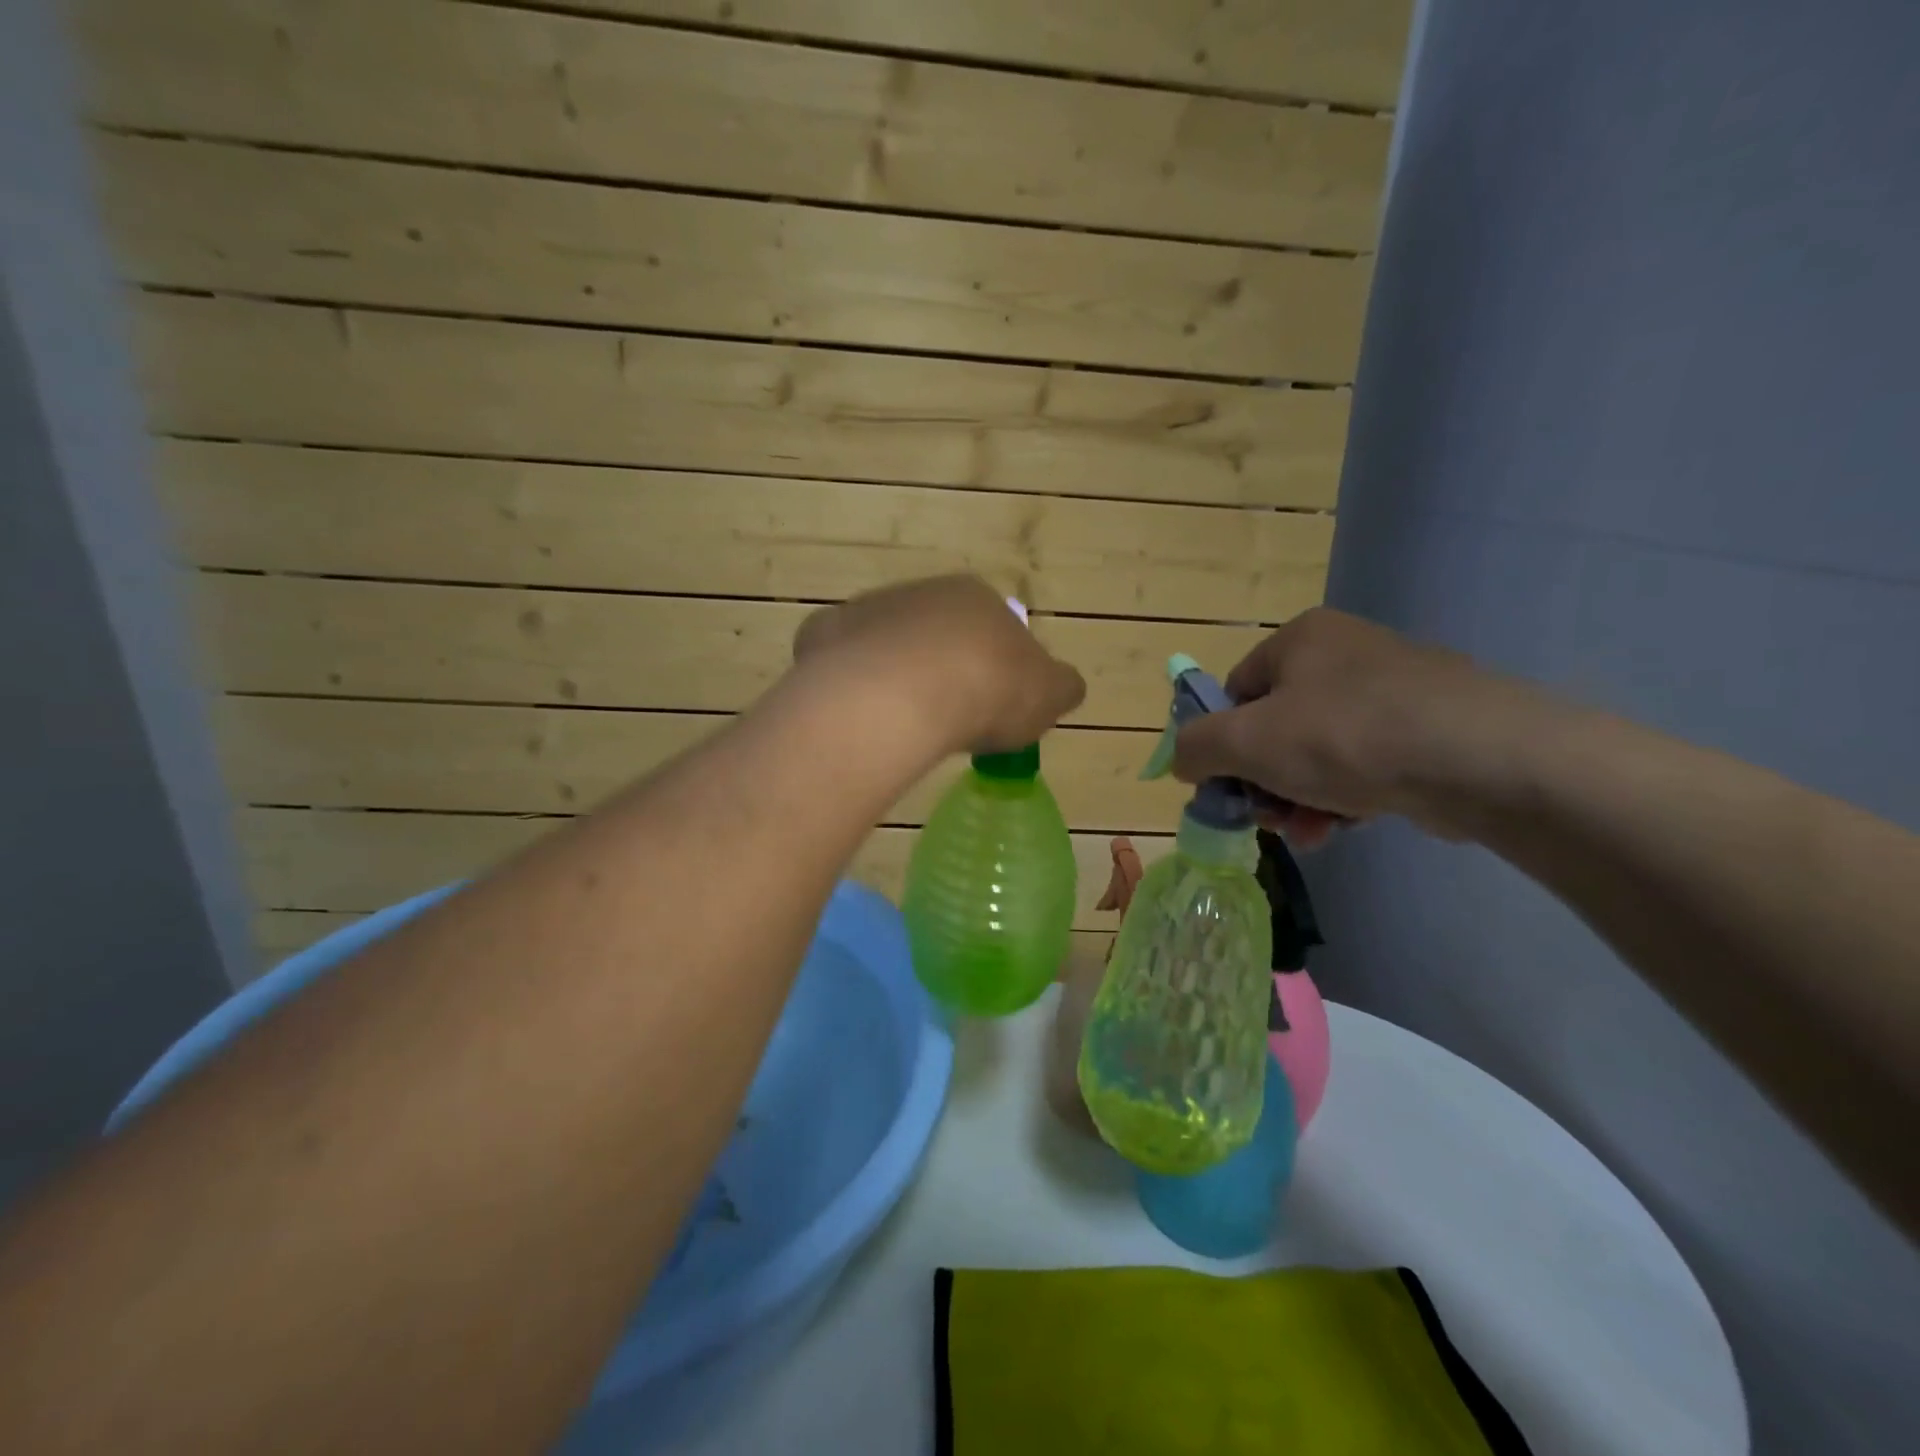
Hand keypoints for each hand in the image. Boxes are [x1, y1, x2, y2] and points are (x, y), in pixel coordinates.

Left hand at [794, 576, 1085, 755]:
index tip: (991, 707)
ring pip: (888, 645)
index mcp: (977, 597)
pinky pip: (843, 663)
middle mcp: (921, 592)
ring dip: (896, 675)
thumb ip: (1061, 687)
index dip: (995, 669)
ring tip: (902, 722)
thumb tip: (1067, 686)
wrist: (903, 693)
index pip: (993, 629)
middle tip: (947, 716)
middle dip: (943, 669)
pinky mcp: (826, 634)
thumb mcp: (1048, 696)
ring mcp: (869, 610)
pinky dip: (852, 684)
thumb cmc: (987, 689)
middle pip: (936, 634)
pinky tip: (860, 715)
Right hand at [1171, 608, 1537, 843]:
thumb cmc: (1345, 736)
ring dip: (1299, 797)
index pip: (1235, 692)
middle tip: (1268, 817)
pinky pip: (1363, 763)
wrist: (1481, 759)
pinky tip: (1342, 828)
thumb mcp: (1246, 742)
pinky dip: (1344, 797)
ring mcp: (1392, 689)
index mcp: (1300, 639)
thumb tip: (1183, 759)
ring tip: (1308, 834)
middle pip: (1276, 726)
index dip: (1222, 743)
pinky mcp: (1429, 728)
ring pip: (1318, 751)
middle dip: (1264, 780)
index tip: (1228, 788)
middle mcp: (1345, 653)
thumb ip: (1197, 747)